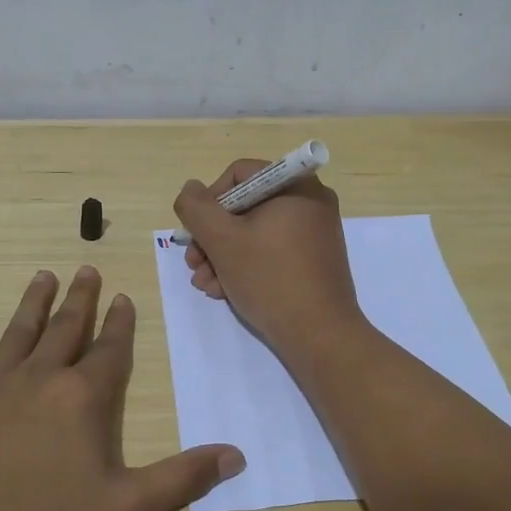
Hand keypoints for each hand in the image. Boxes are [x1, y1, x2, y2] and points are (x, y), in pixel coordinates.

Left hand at [0, 267, 245, 510]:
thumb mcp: (125, 509)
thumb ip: (181, 478)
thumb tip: (236, 454)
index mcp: (81, 397)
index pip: (108, 350)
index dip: (119, 323)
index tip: (123, 297)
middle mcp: (39, 378)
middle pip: (65, 328)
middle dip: (80, 299)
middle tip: (86, 269)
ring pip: (19, 331)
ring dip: (34, 302)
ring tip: (44, 275)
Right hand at [173, 161, 364, 359]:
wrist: (320, 336)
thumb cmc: (270, 279)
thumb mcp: (222, 241)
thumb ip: (197, 208)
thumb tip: (190, 189)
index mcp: (295, 185)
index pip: (239, 175)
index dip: (210, 201)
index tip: (196, 234)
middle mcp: (310, 201)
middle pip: (244, 206)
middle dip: (212, 236)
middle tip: (194, 264)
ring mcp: (314, 232)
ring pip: (254, 231)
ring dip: (222, 255)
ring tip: (206, 284)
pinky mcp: (313, 259)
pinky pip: (271, 250)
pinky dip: (246, 265)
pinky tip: (224, 291)